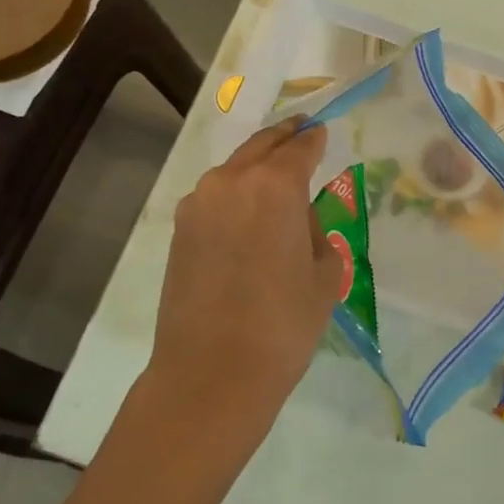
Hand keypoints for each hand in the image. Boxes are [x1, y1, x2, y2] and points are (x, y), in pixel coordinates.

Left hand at [147, 118, 339, 426]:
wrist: (211, 373)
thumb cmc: (283, 325)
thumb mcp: (324, 275)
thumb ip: (316, 231)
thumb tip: (297, 220)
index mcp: (275, 185)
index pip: (300, 147)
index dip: (314, 139)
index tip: (322, 131)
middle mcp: (232, 181)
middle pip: (262, 145)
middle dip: (284, 137)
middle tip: (301, 130)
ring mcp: (199, 203)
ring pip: (235, 169)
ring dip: (256, 165)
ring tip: (275, 176)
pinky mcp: (179, 229)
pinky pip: (215, 196)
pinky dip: (235, 193)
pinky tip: (247, 213)